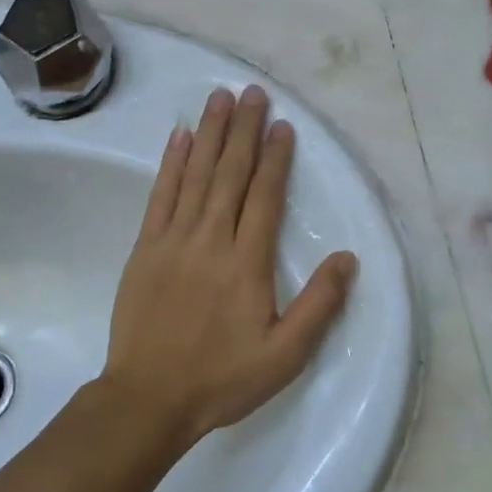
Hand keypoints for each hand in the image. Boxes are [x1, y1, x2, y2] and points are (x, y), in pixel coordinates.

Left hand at [101, 85, 358, 445]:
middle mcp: (210, 240)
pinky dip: (170, 163)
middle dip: (243, 130)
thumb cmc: (221, 379)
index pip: (265, 197)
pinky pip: (160, 195)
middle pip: (230, 173)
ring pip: (195, 175)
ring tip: (219, 98)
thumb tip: (347, 258)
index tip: (282, 125)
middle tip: (252, 92)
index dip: (275, 158)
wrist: (148, 399)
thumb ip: (319, 305)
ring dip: (209, 133)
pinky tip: (179, 137)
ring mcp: (172, 240)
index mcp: (247, 263)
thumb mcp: (285, 355)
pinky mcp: (144, 248)